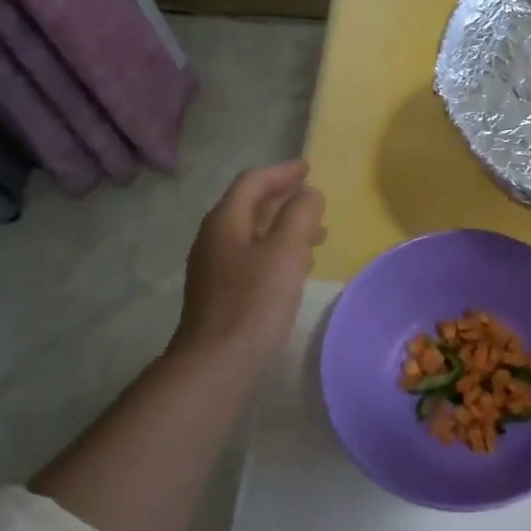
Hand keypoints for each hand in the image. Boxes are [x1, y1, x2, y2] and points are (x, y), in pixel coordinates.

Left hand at [172, 160, 325, 371]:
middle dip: (285, 201)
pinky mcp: (221, 293)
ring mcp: (214, 268)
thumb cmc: (255, 302)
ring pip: (253, 235)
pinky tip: (295, 270)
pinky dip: (276, 253)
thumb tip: (309, 195)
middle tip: (316, 204)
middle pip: (250, 207)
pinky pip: (252, 258)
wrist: (218, 362)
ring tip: (316, 238)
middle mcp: (214, 239)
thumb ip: (300, 216)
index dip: (282, 172)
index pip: (253, 183)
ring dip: (284, 229)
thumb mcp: (285, 251)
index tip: (308, 168)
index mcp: (225, 222)